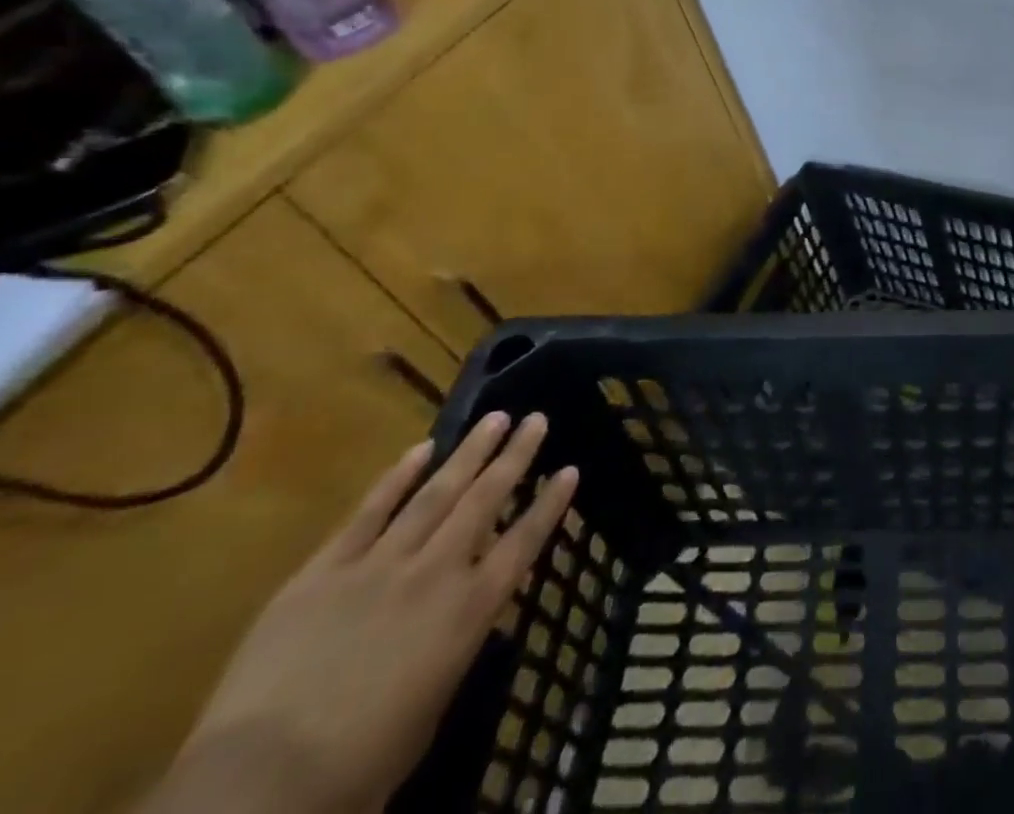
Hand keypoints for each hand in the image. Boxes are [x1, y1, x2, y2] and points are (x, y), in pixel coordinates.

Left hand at [140, 413, 577, 813]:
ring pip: (435, 493)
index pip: (525, 541)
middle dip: (515, 456)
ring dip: (469, 452)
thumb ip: (453, 647)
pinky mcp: (324, 571)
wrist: (259, 784)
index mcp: (470, 610)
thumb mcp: (431, 707)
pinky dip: (397, 477)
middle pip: (485, 501)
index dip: (551, 504)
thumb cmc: (359, 766)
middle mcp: (436, 573)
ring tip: (495, 418)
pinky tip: (421, 448)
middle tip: (537, 418)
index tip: (572, 468)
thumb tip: (462, 619)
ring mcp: (379, 565)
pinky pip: (368, 513)